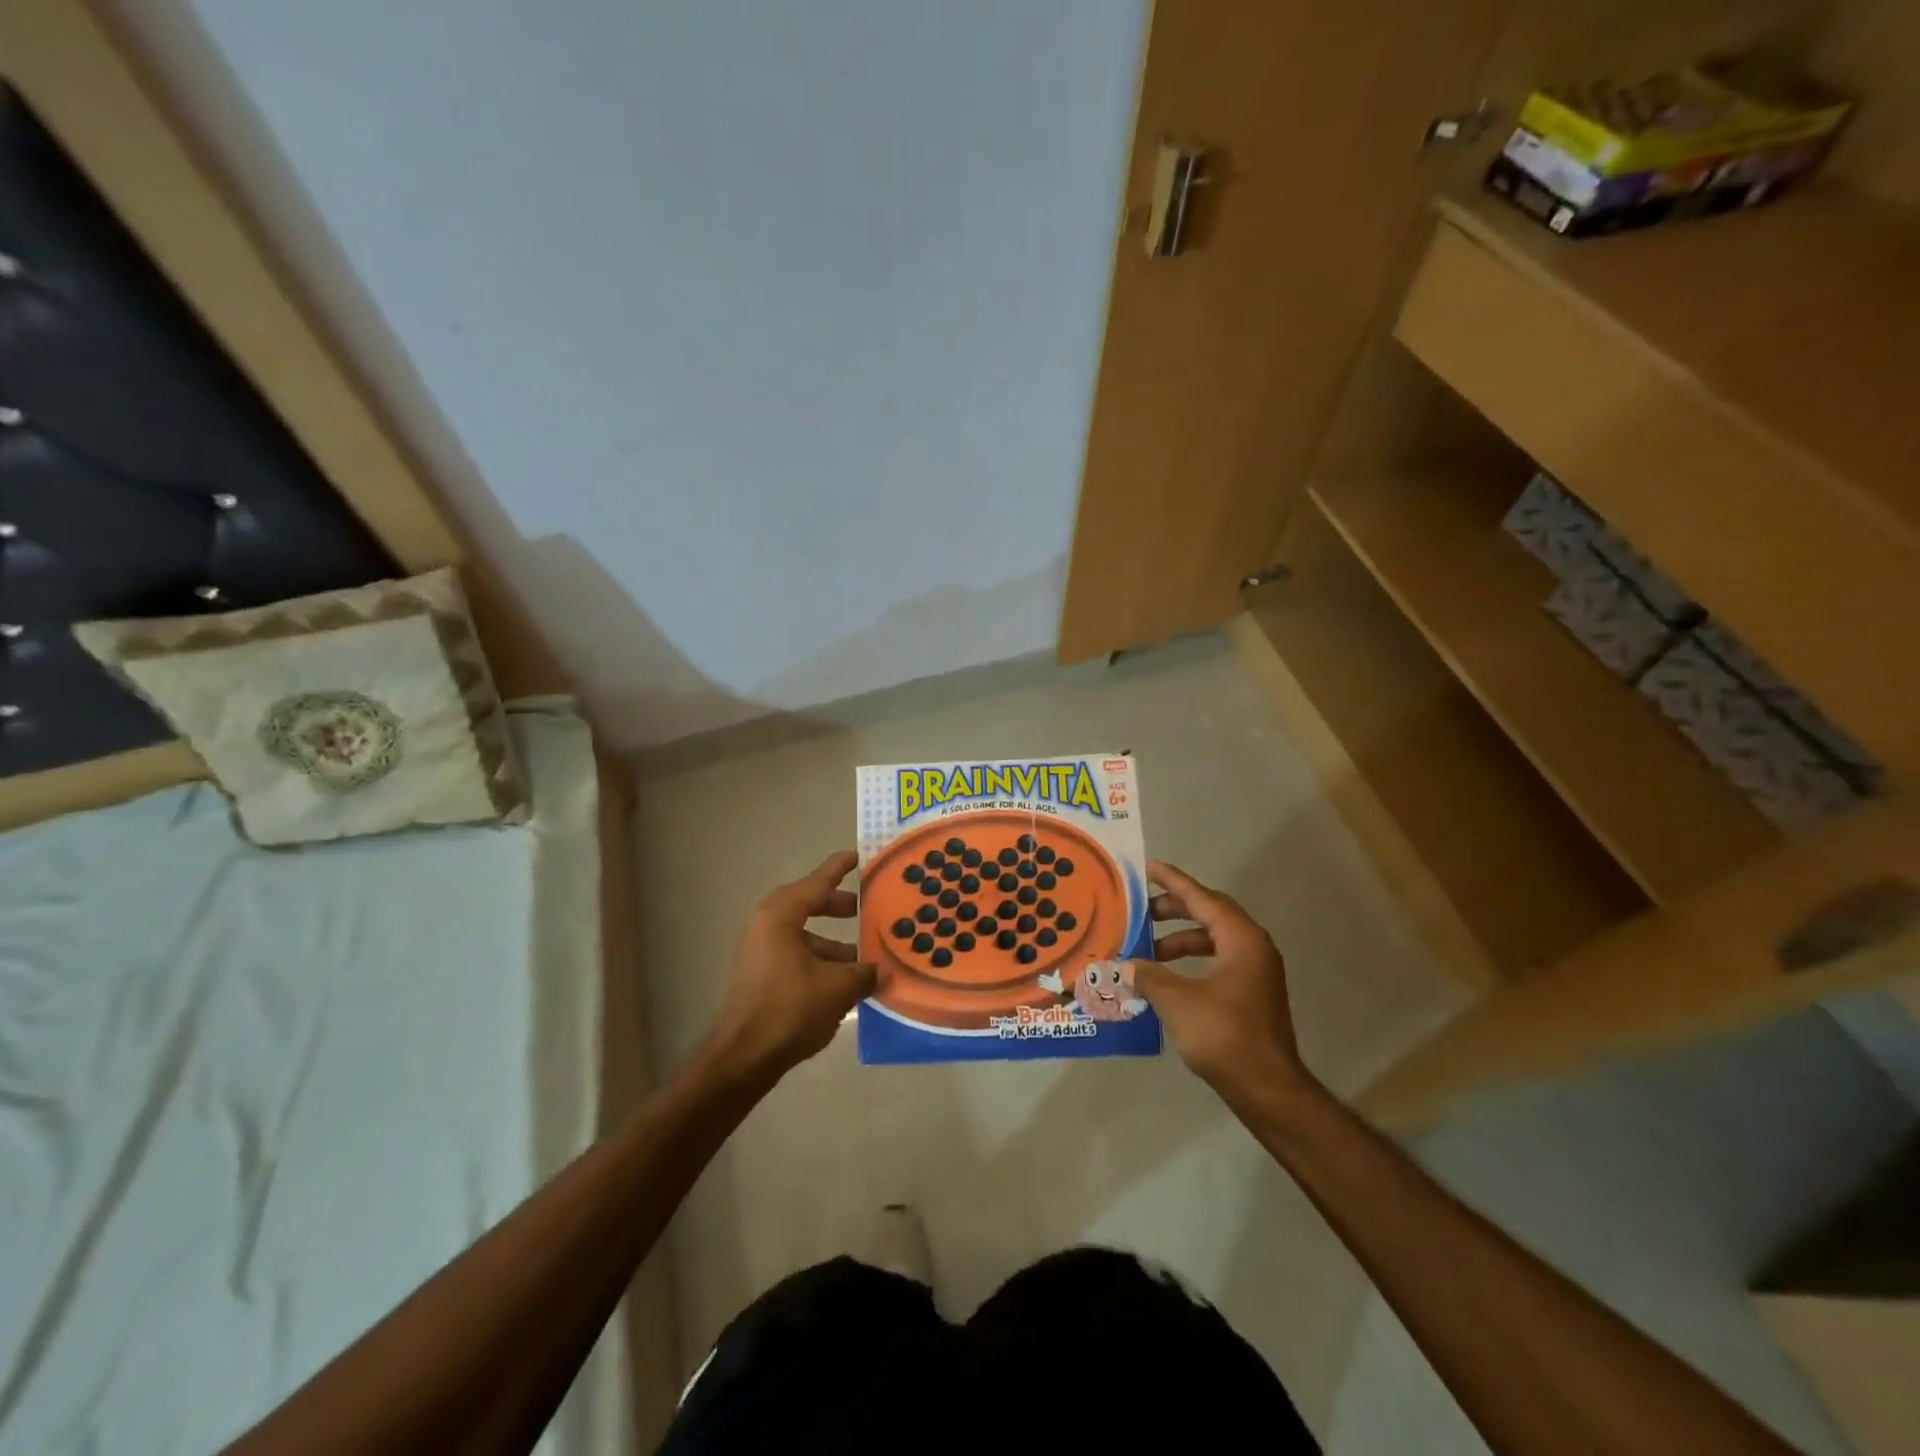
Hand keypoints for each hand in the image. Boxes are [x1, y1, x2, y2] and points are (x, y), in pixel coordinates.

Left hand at [706, 851, 876, 1082]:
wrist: (744, 1056)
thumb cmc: (791, 1008)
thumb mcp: (838, 987)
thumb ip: (864, 972)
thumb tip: (883, 970)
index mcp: (782, 914)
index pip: (818, 882)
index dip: (840, 868)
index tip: (858, 855)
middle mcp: (767, 924)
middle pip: (809, 904)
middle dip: (839, 906)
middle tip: (866, 908)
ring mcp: (760, 950)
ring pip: (803, 933)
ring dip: (833, 941)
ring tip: (864, 956)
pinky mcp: (760, 974)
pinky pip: (796, 954)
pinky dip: (819, 959)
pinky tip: (844, 982)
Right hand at [1123, 860, 1315, 1106]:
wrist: (1268, 1089)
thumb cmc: (1224, 1035)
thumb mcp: (1177, 1001)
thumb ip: (1149, 975)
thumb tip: (1127, 964)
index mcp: (1241, 939)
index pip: (1202, 898)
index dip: (1173, 882)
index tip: (1148, 867)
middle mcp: (1253, 947)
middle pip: (1209, 914)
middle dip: (1174, 909)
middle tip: (1140, 910)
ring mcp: (1255, 972)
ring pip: (1213, 939)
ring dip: (1180, 939)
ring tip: (1146, 948)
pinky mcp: (1251, 994)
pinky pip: (1217, 960)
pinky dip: (1190, 960)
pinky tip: (1166, 976)